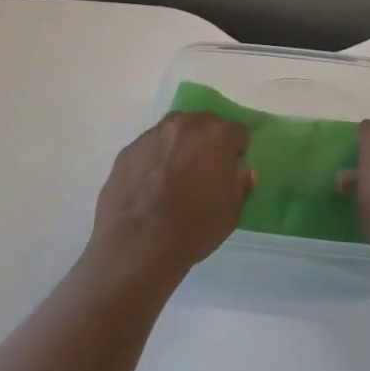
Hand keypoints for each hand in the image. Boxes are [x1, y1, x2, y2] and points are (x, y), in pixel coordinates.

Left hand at [90, 111, 253, 281]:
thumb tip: (242, 170)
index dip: (237, 152)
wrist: (139, 245)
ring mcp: (152, 135)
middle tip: (204, 171)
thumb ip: (241, 183)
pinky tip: (150, 187)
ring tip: (174, 178)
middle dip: (207, 143)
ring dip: (178, 147)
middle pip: (203, 125)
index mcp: (217, 135)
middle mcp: (185, 125)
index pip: (237, 133)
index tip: (232, 170)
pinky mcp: (127, 151)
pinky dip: (153, 161)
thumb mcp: (232, 212)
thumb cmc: (195, 227)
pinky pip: (148, 150)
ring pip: (173, 134)